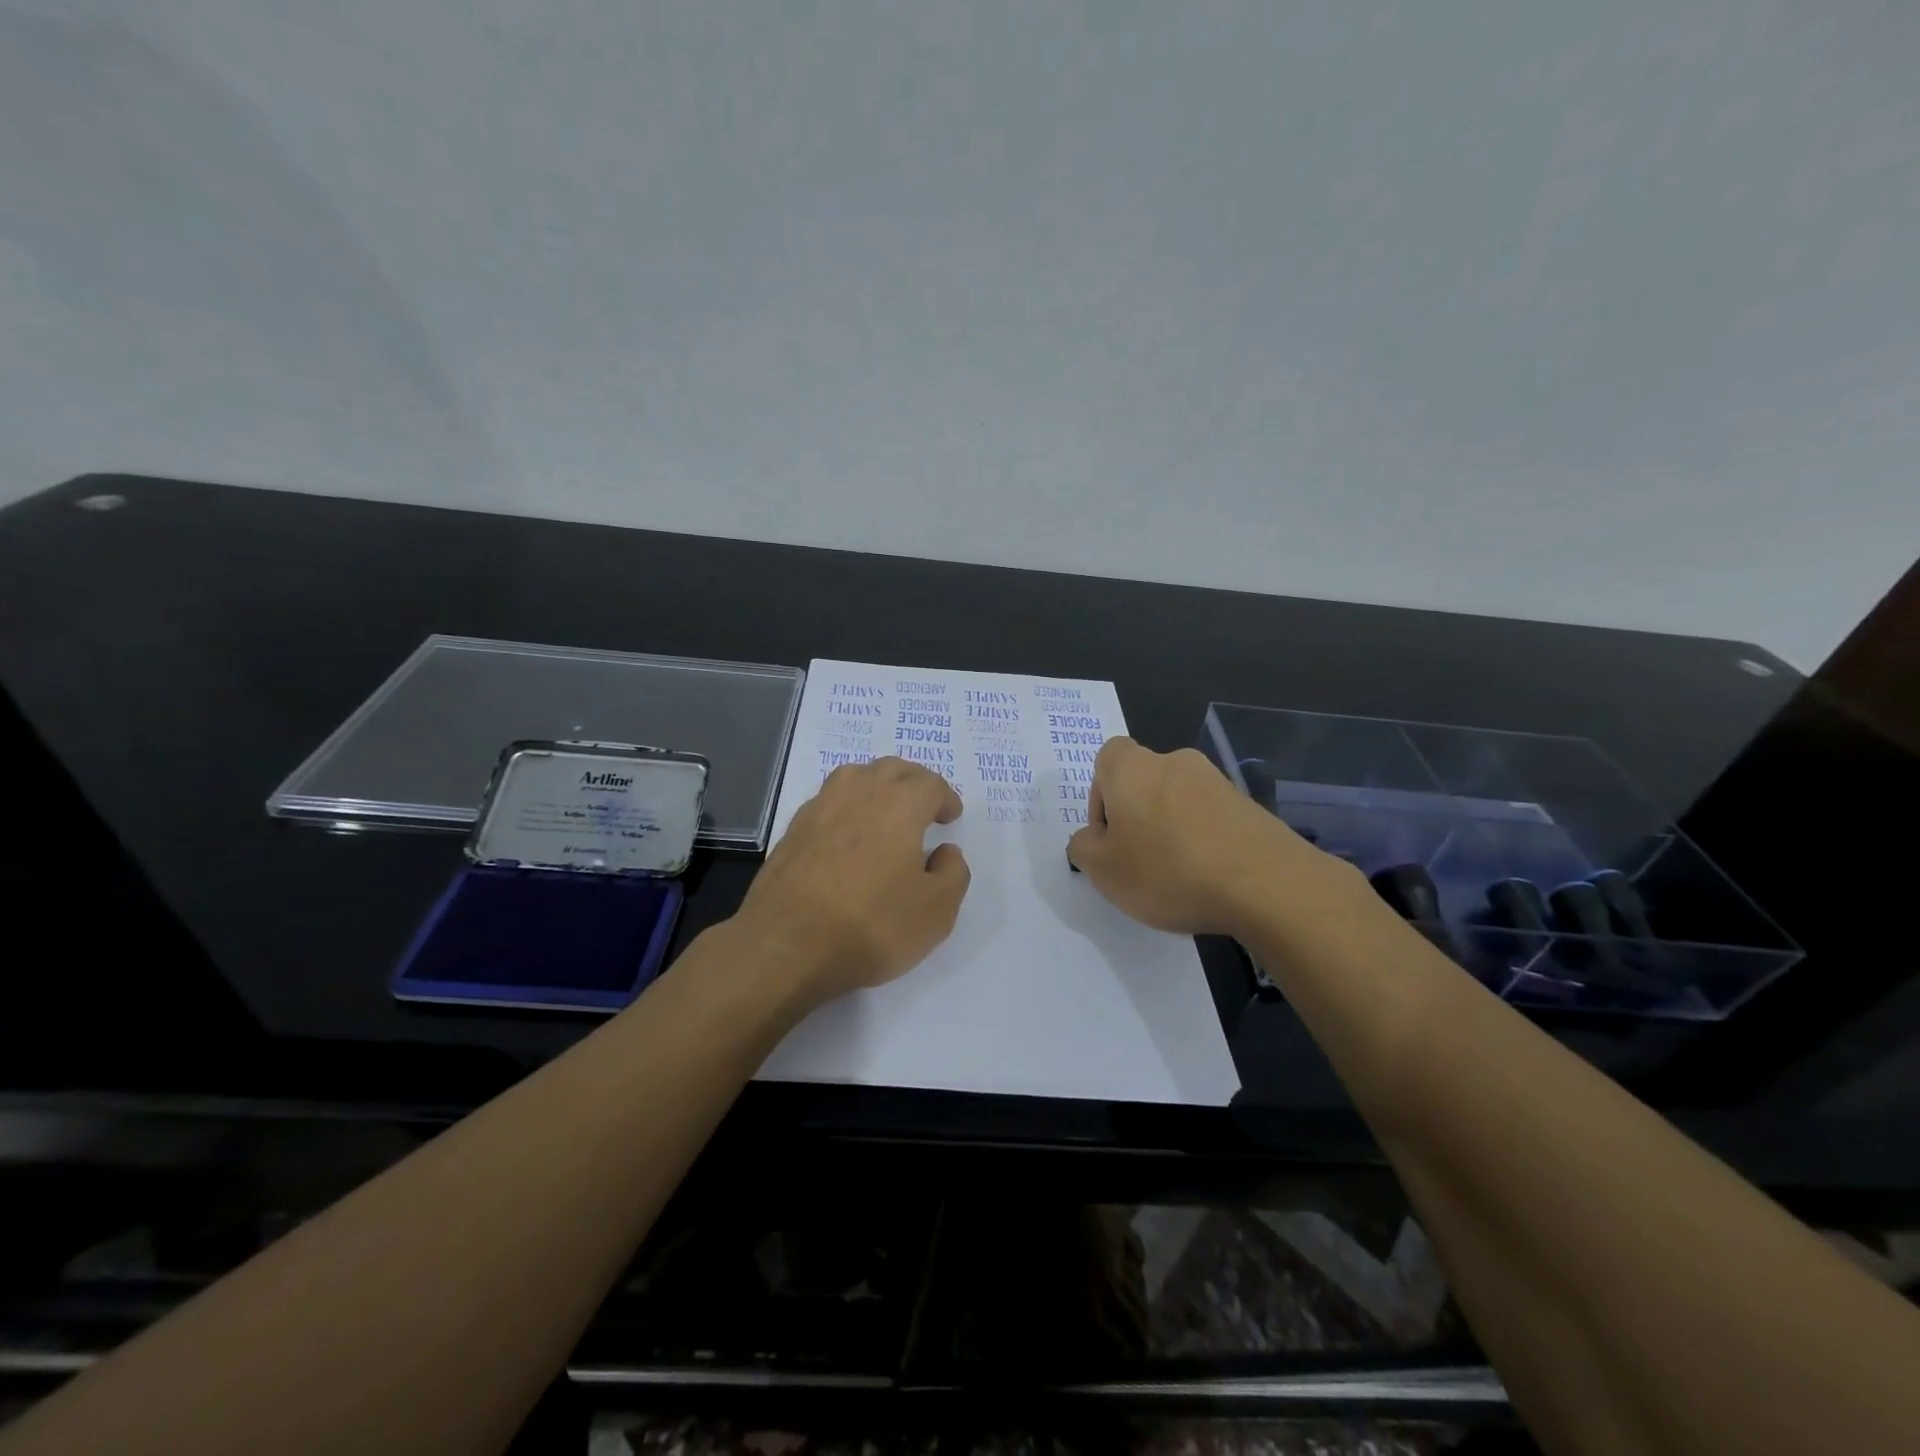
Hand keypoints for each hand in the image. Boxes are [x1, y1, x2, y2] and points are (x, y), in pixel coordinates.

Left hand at [733, 757, 970, 1007]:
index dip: (945, 798)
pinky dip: (847, 805)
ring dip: (877, 784)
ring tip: (886, 809)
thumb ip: (952, 874)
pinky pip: (829, 800)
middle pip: (892, 769)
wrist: (786, 946)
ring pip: (855, 776)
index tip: (950, 818)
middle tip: (924, 805)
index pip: (930, 784)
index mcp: (900, 806)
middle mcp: (860, 794)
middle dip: (914, 782)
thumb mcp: (935, 912)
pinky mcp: (793, 830)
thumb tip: (945, 852)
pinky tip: (848, 833)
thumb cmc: (871, 926)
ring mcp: (820, 808)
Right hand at [1066, 738, 1354, 938]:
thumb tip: (1090, 839)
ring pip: (1178, 800)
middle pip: (1143, 781)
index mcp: (1133, 768)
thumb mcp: (1104, 870)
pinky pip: (1210, 818)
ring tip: (1176, 876)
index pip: (1107, 758)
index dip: (1100, 795)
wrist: (1265, 883)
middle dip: (1136, 816)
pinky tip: (1208, 878)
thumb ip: (1083, 848)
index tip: (1108, 835)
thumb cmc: (1167, 870)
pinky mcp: (1249, 807)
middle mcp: (1175, 763)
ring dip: (1170, 829)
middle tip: (1137, 861)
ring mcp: (1217, 782)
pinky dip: (1203, 841)